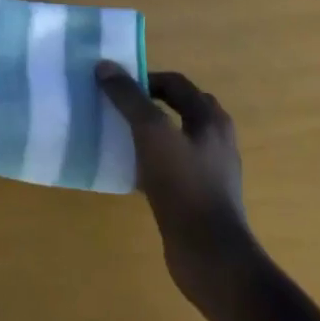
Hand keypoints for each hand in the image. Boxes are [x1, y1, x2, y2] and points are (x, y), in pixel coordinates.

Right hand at [96, 64, 251, 314]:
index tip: (113, 85)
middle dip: (146, 104)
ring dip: (146, 133)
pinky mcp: (198, 196)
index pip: (175, 83)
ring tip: (115, 135)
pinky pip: (170, 166)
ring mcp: (209, 169)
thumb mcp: (152, 134)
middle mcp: (214, 139)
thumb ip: (129, 98)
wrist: (210, 254)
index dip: (144, 78)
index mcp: (210, 118)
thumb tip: (105, 66)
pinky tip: (126, 170)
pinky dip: (149, 160)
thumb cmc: (183, 185)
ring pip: (173, 138)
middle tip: (115, 107)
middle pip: (177, 108)